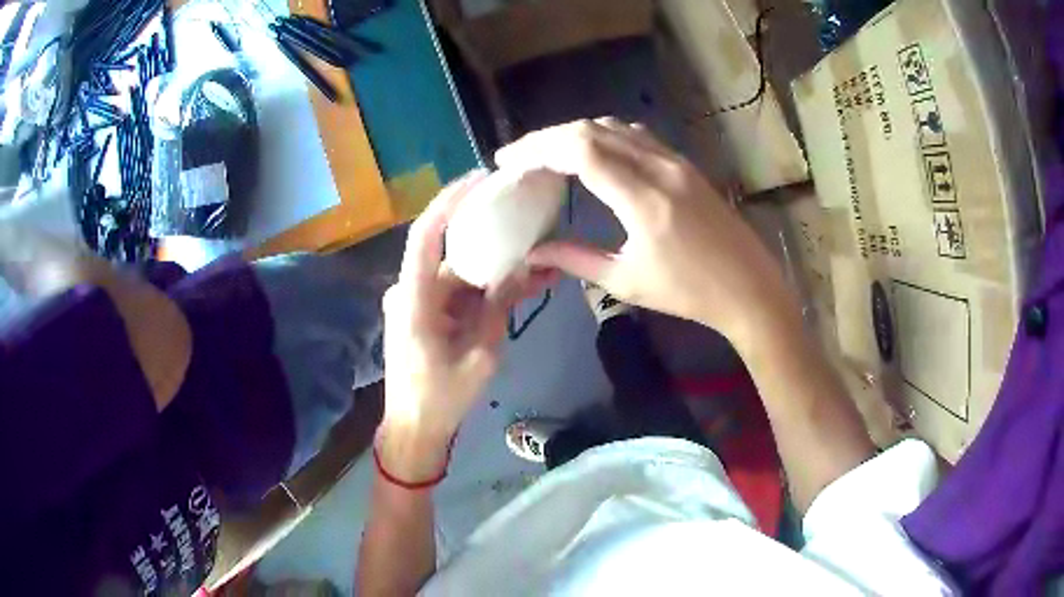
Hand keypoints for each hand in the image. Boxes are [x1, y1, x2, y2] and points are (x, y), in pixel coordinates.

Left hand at [379, 172, 555, 478]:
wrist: (415, 428)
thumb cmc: (442, 397)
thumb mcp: (481, 355)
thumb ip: (499, 306)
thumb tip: (522, 267)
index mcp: (413, 298)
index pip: (426, 233)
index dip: (450, 201)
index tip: (480, 178)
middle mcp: (410, 290)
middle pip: (449, 250)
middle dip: (488, 235)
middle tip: (523, 214)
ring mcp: (417, 302)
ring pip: (459, 273)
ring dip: (494, 269)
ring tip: (539, 260)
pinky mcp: (427, 314)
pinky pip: (458, 293)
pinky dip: (485, 290)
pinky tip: (521, 286)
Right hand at [496, 119, 800, 352]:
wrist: (749, 288)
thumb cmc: (690, 293)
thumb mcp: (627, 281)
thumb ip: (575, 259)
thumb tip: (533, 251)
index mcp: (643, 199)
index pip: (579, 150)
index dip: (537, 149)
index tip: (508, 162)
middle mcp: (659, 168)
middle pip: (592, 130)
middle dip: (547, 139)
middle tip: (518, 158)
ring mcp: (676, 162)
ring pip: (615, 127)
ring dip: (575, 134)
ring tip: (547, 154)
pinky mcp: (686, 165)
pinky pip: (637, 136)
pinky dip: (604, 136)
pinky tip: (592, 153)